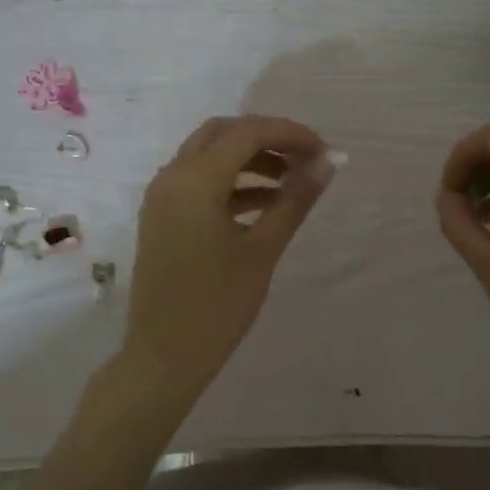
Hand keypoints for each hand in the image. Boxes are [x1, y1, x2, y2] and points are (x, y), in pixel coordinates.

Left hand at [124, 115, 334, 403]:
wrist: (164, 356)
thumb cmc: (217, 306)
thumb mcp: (262, 250)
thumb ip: (294, 201)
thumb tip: (327, 163)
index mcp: (194, 181)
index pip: (247, 132)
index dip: (290, 133)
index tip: (324, 151)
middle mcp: (171, 177)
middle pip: (223, 134)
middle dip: (267, 139)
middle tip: (305, 159)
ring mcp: (162, 196)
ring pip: (209, 155)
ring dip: (250, 159)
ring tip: (293, 183)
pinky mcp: (162, 215)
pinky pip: (199, 182)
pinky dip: (231, 182)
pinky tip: (266, 203)